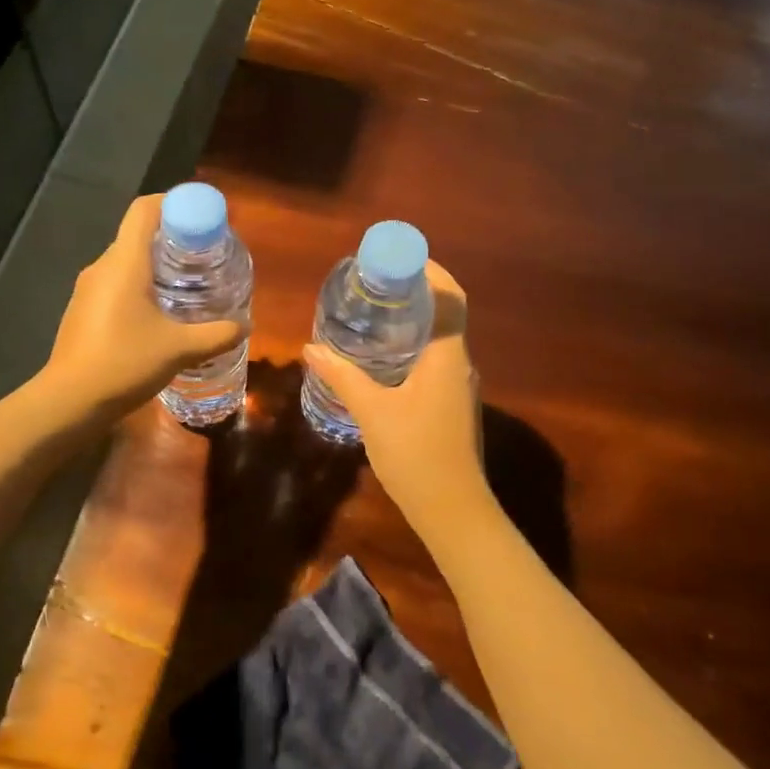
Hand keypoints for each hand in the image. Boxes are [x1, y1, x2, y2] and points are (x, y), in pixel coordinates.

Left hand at [41, 194, 246, 419]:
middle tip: (206, 257)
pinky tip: (160, 315)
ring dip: (157, 266)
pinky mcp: (82, 310)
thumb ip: (216, 335)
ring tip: (188, 286)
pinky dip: (140, 287)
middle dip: (174, 239)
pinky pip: (116, 284)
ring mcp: (88, 289)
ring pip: (127, 262)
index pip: (145, 209)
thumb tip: (244, 325)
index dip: (176, 203)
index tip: (204, 219)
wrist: (69, 401)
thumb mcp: (180, 349)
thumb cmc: (125, 363)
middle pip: (139, 234)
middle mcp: (102, 266)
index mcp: (124, 262)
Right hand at [301, 262, 490, 526]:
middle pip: (444, 312)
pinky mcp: (450, 404)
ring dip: (413, 319)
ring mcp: (457, 385)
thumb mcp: (372, 411)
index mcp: (447, 355)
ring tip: (374, 311)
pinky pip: (434, 359)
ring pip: (439, 337)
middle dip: (415, 291)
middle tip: (374, 282)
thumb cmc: (415, 454)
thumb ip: (342, 376)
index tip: (395, 258)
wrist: (452, 510)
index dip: (429, 270)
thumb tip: (311, 347)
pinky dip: (412, 345)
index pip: (449, 297)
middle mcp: (459, 363)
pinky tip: (382, 356)